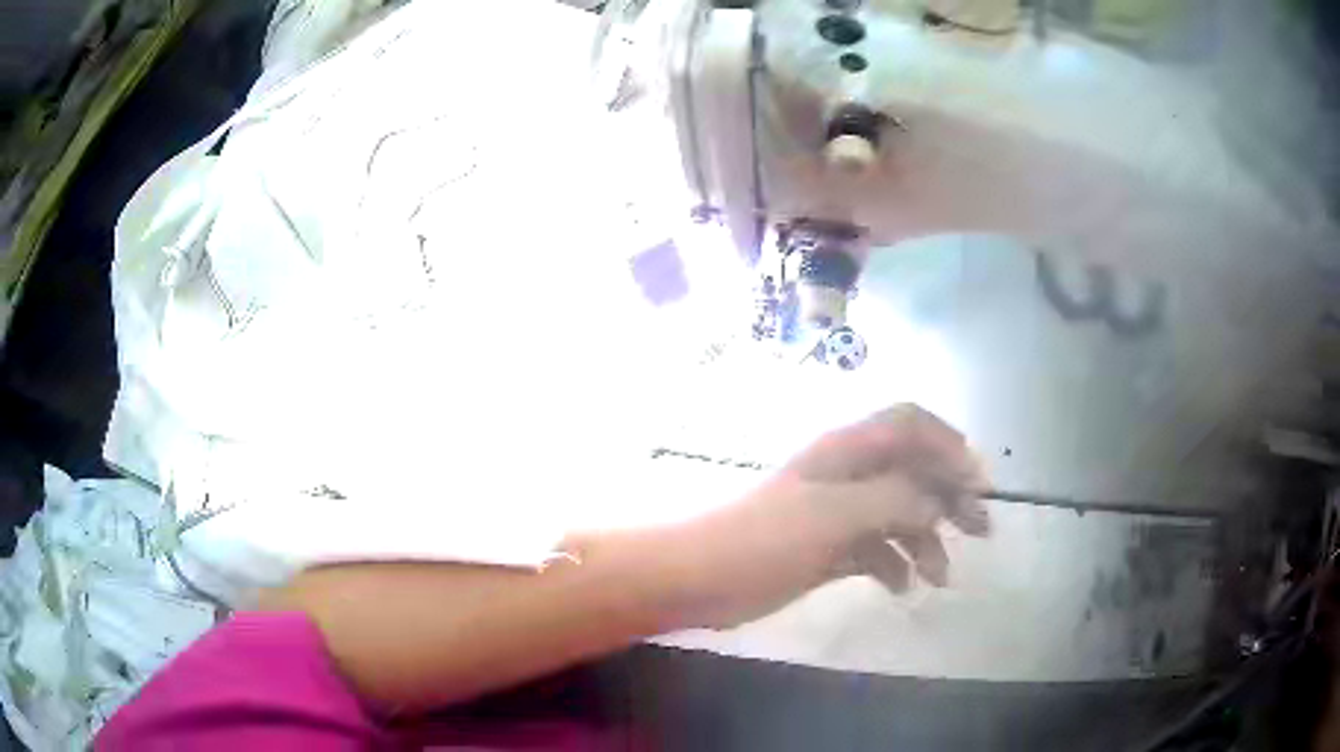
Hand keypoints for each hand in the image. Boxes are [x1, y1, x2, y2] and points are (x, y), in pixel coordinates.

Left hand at [646, 404, 990, 629]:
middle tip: (981, 530)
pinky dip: (894, 564)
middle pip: (913, 472)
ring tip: (941, 578)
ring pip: (899, 515)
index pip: (911, 426)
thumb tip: (939, 502)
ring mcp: (838, 513)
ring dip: (926, 540)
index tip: (978, 485)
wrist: (700, 579)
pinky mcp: (828, 547)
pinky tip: (902, 588)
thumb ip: (894, 500)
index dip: (950, 446)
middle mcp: (847, 475)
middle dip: (950, 497)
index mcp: (847, 451)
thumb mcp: (836, 515)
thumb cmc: (765, 540)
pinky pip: (875, 549)